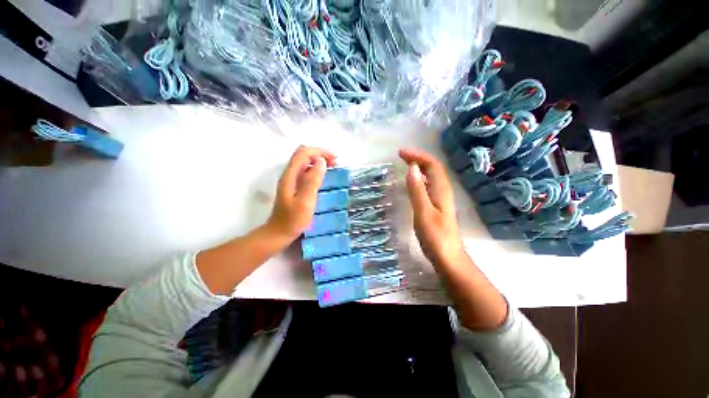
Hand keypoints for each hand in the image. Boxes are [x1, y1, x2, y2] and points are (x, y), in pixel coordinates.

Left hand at [267, 146, 336, 240]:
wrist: (279, 232)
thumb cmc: (293, 219)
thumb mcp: (305, 201)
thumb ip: (312, 180)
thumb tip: (321, 161)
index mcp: (290, 175)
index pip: (303, 153)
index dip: (319, 152)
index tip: (334, 159)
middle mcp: (289, 174)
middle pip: (304, 155)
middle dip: (320, 155)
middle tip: (335, 163)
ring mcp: (291, 180)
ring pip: (305, 162)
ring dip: (319, 161)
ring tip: (332, 167)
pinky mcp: (294, 186)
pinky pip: (306, 171)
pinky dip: (316, 170)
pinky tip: (323, 177)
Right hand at [399, 148, 464, 267]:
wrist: (447, 257)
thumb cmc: (435, 236)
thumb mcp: (423, 212)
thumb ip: (417, 190)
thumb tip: (411, 168)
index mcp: (441, 190)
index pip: (432, 165)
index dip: (418, 156)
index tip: (401, 153)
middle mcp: (443, 191)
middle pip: (433, 168)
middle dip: (418, 158)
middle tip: (401, 156)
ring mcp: (440, 198)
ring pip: (431, 176)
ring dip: (419, 167)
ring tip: (405, 164)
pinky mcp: (436, 206)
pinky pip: (428, 185)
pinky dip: (419, 178)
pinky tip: (412, 182)